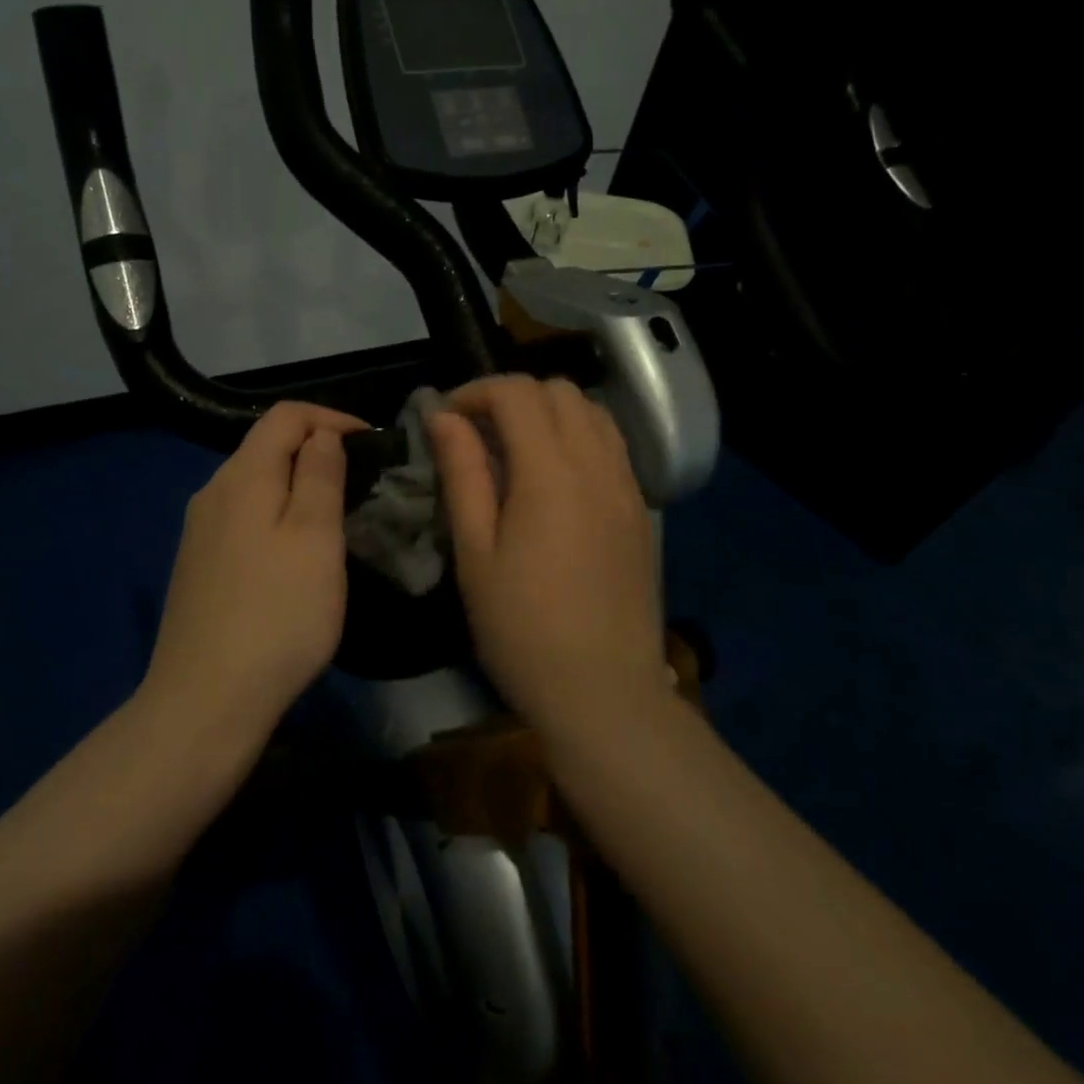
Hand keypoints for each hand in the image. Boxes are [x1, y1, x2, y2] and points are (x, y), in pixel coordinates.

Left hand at [142, 402, 366, 739]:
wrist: (205, 700)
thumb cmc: (277, 615)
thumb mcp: (315, 538)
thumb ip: (320, 475)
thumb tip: (321, 434)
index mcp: (242, 476)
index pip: (285, 415)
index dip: (330, 417)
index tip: (370, 442)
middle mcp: (212, 492)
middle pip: (265, 446)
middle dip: (315, 451)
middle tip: (360, 481)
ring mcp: (199, 531)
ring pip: (255, 484)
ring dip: (297, 485)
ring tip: (335, 515)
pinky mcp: (198, 566)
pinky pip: (243, 517)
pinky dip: (276, 515)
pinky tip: (294, 554)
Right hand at [428, 376, 665, 733]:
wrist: (604, 693)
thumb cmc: (522, 628)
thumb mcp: (475, 552)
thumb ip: (462, 474)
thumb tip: (443, 417)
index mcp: (551, 472)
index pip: (517, 393)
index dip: (475, 392)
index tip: (447, 420)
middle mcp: (597, 464)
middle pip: (559, 390)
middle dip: (512, 396)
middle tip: (478, 434)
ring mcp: (627, 485)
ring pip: (592, 411)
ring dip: (549, 412)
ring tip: (515, 451)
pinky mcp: (640, 510)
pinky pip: (612, 445)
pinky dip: (578, 436)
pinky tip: (555, 478)